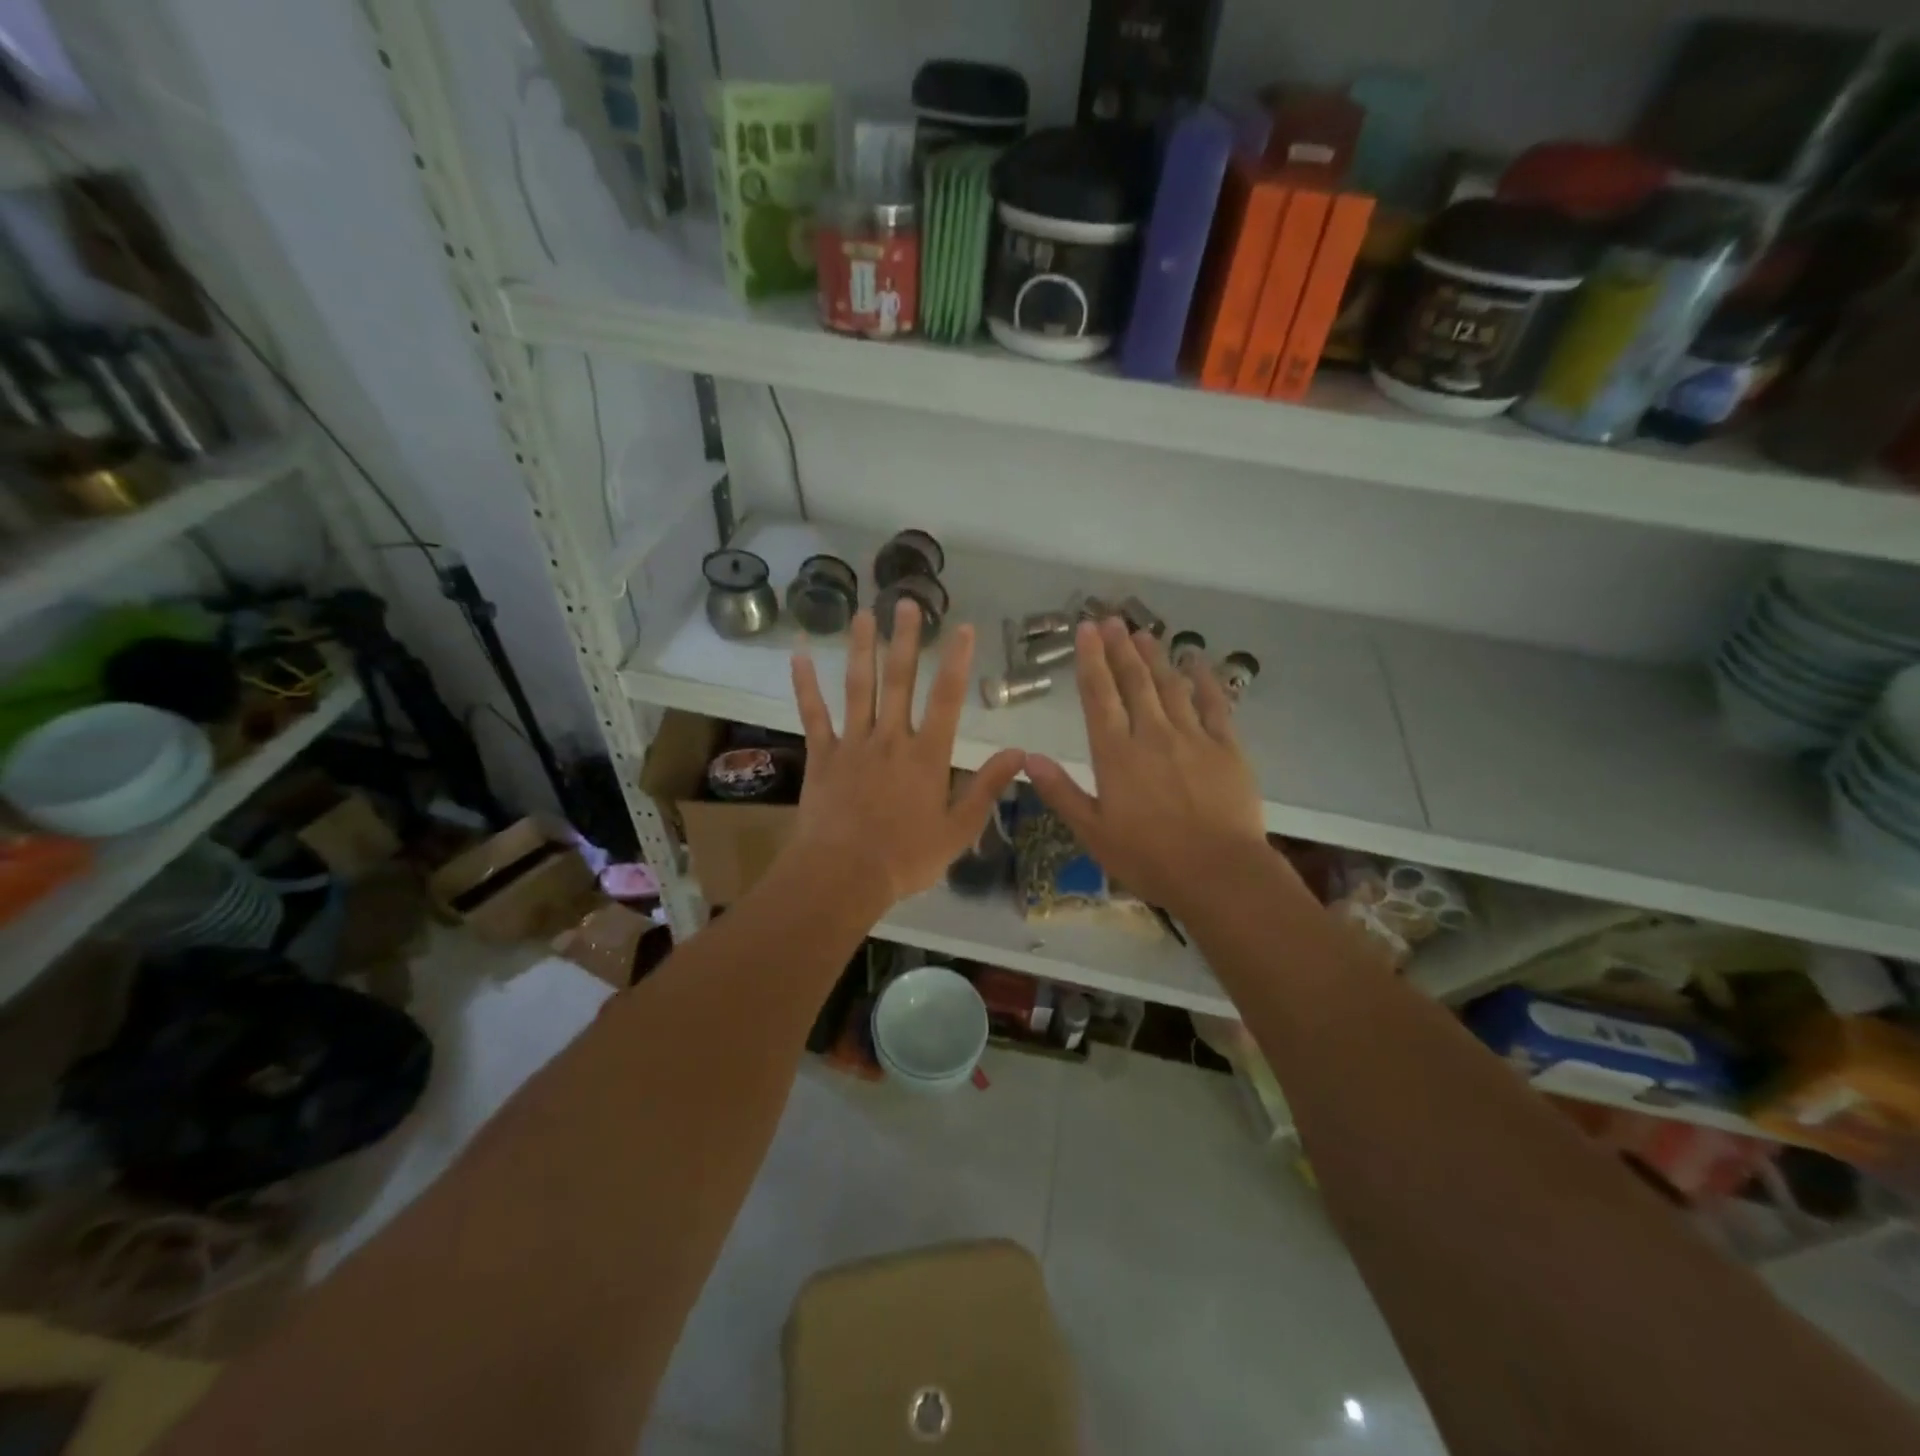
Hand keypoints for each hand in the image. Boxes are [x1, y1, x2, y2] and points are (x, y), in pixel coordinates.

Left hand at [786, 600, 1024, 915]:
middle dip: (905, 640)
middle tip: (906, 602)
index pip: (947, 699)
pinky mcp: (821, 756)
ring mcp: (852, 744)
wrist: (843, 875)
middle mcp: (890, 739)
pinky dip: (805, 685)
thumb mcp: (958, 830)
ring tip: (863, 613)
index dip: (956, 661)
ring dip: (861, 648)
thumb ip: (987, 788)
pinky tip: (798, 655)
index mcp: (926, 756)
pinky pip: (813, 714)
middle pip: (899, 681)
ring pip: (858, 687)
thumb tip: (1019, 754)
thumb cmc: (905, 858)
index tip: (963, 628)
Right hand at [1026, 618, 1271, 916]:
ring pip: (1170, 686)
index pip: (1099, 696)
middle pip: (1134, 682)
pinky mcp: (1227, 747)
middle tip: (1111, 620)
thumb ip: (1060, 792)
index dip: (1090, 661)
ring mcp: (1193, 737)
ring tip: (1144, 633)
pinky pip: (1215, 704)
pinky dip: (1204, 680)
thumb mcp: (1092, 832)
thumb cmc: (1148, 858)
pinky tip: (1196, 662)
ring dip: (1155, 657)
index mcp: (1116, 755)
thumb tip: (1028, 758)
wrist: (1218, 873)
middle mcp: (1152, 735)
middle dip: (1120, 648)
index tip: (1085, 630)